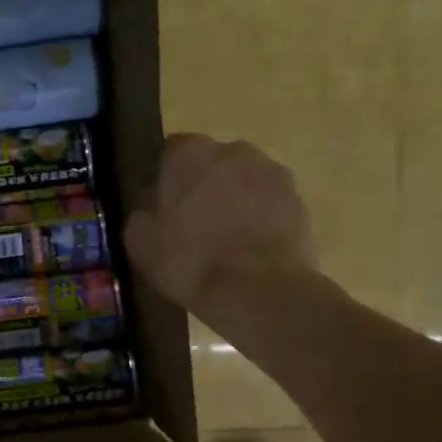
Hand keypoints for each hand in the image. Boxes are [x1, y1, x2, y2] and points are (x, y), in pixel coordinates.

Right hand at [125, 135, 318, 316]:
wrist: (258, 290)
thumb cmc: (190, 260)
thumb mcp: (141, 243)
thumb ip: (142, 216)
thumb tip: (150, 211)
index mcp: (190, 153)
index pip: (172, 152)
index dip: (167, 179)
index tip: (164, 206)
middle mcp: (234, 151)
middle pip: (213, 162)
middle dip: (205, 184)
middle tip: (195, 223)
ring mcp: (272, 173)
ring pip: (245, 181)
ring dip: (236, 200)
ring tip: (227, 240)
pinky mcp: (299, 200)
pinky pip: (270, 204)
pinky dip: (261, 219)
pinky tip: (252, 250)